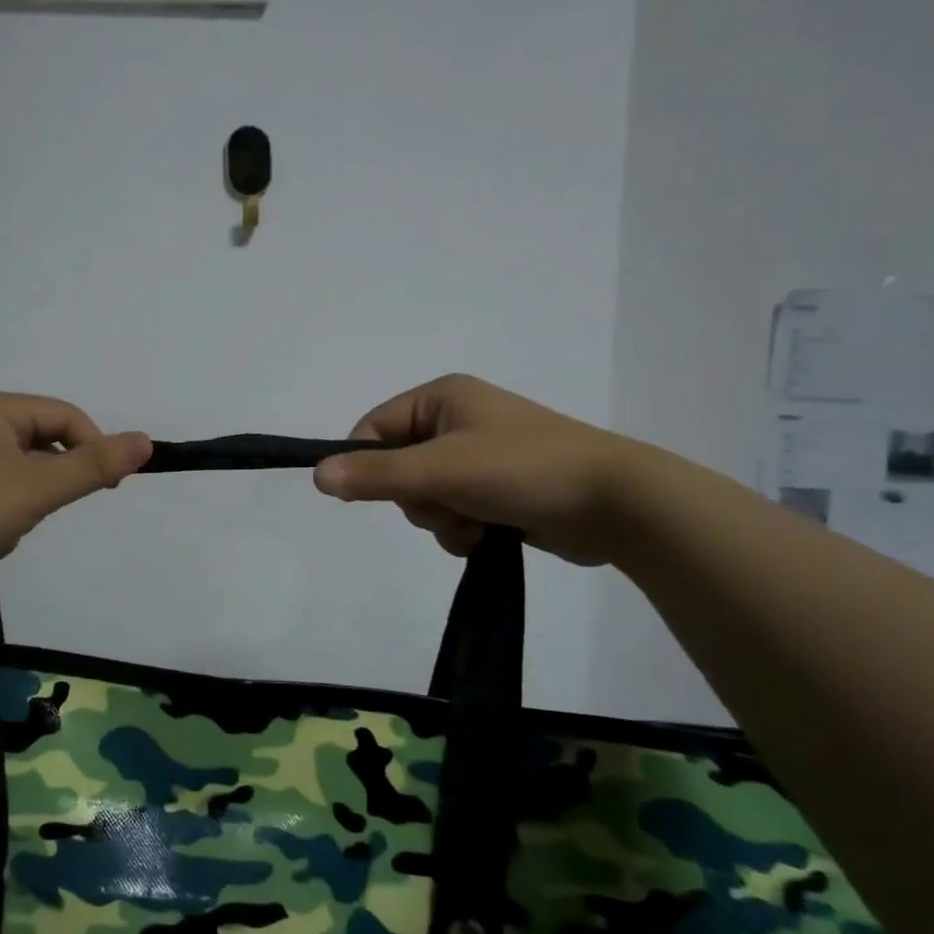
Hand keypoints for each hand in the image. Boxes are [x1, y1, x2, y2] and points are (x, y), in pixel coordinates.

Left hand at [0, 391, 150, 601]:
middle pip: (44, 446)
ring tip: (1, 530)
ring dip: (25, 506)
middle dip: (50, 484)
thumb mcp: (39, 486)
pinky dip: (0, 519)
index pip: (67, 417)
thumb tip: (146, 441)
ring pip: (22, 477)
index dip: (94, 449)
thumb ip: (94, 465)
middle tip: (40, 510)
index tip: (108, 487)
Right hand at [313, 374, 641, 565]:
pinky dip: (461, 529)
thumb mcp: (441, 470)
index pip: (373, 428)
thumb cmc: (523, 469)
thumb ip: (376, 475)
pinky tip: (487, 536)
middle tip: (446, 504)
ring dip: (439, 519)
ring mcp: (479, 457)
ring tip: (475, 524)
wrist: (616, 504)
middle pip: (396, 467)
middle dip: (416, 498)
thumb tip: (317, 474)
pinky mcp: (497, 490)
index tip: (366, 496)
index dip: (365, 464)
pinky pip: (453, 512)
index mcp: (442, 398)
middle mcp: (457, 421)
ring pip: (424, 496)